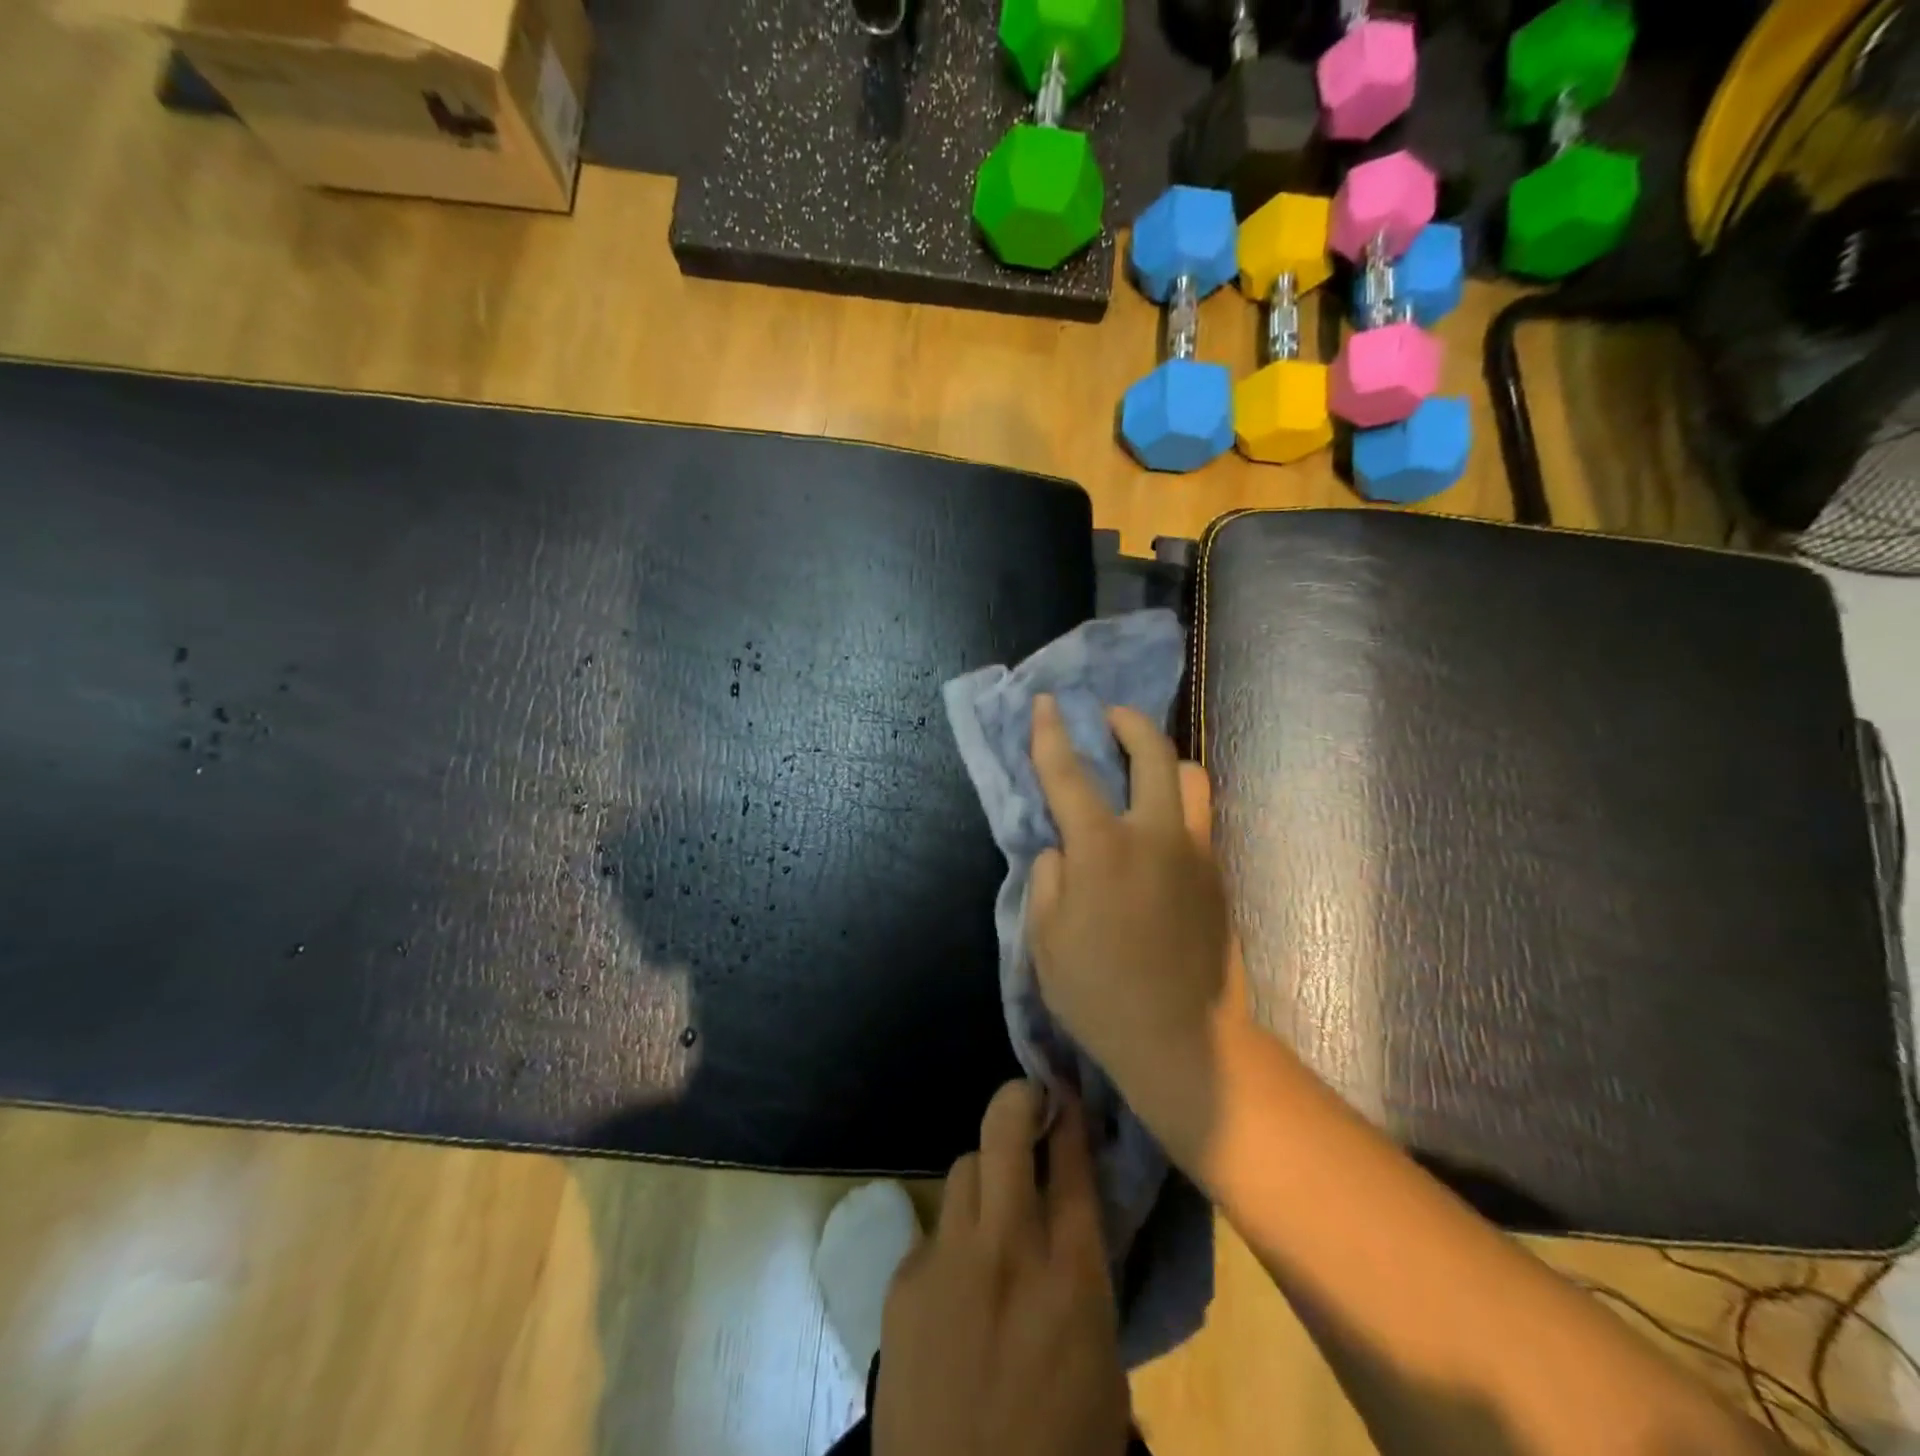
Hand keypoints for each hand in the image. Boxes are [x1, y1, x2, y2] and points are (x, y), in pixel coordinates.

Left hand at [874, 1080, 1130, 1455]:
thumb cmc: (1056, 1449)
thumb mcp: (1102, 1364)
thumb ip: (1088, 1277)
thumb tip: (1075, 1216)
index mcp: (1071, 1274)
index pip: (1072, 1162)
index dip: (1068, 1115)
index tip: (1066, 1093)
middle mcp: (1008, 1247)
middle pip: (1004, 1129)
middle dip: (1018, 1099)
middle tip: (1028, 1101)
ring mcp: (949, 1258)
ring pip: (964, 1167)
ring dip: (984, 1176)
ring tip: (993, 1207)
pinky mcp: (904, 1280)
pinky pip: (934, 1230)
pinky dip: (951, 1240)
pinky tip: (955, 1281)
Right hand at [1026, 694, 1240, 1119]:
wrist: (1184, 1042)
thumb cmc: (1100, 994)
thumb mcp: (1044, 940)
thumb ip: (1048, 879)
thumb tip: (1062, 849)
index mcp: (1103, 848)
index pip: (1068, 773)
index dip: (1051, 733)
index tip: (1047, 702)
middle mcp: (1156, 835)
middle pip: (1153, 753)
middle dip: (1129, 723)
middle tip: (1111, 717)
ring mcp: (1197, 853)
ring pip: (1192, 778)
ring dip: (1165, 761)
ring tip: (1142, 773)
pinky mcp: (1219, 876)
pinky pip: (1200, 819)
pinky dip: (1177, 806)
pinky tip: (1158, 834)